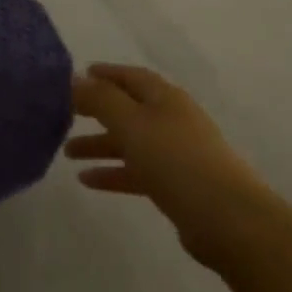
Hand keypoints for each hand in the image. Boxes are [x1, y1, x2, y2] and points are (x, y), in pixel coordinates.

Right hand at [66, 64, 279, 270]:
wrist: (226, 217)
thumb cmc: (175, 160)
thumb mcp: (132, 124)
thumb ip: (102, 100)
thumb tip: (76, 79)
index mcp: (165, 97)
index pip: (131, 77)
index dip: (106, 74)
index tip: (79, 75)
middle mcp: (172, 119)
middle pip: (130, 109)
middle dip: (98, 110)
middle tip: (65, 114)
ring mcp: (177, 153)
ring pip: (132, 141)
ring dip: (101, 143)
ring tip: (66, 152)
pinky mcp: (177, 184)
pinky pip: (138, 171)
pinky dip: (114, 172)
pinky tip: (87, 180)